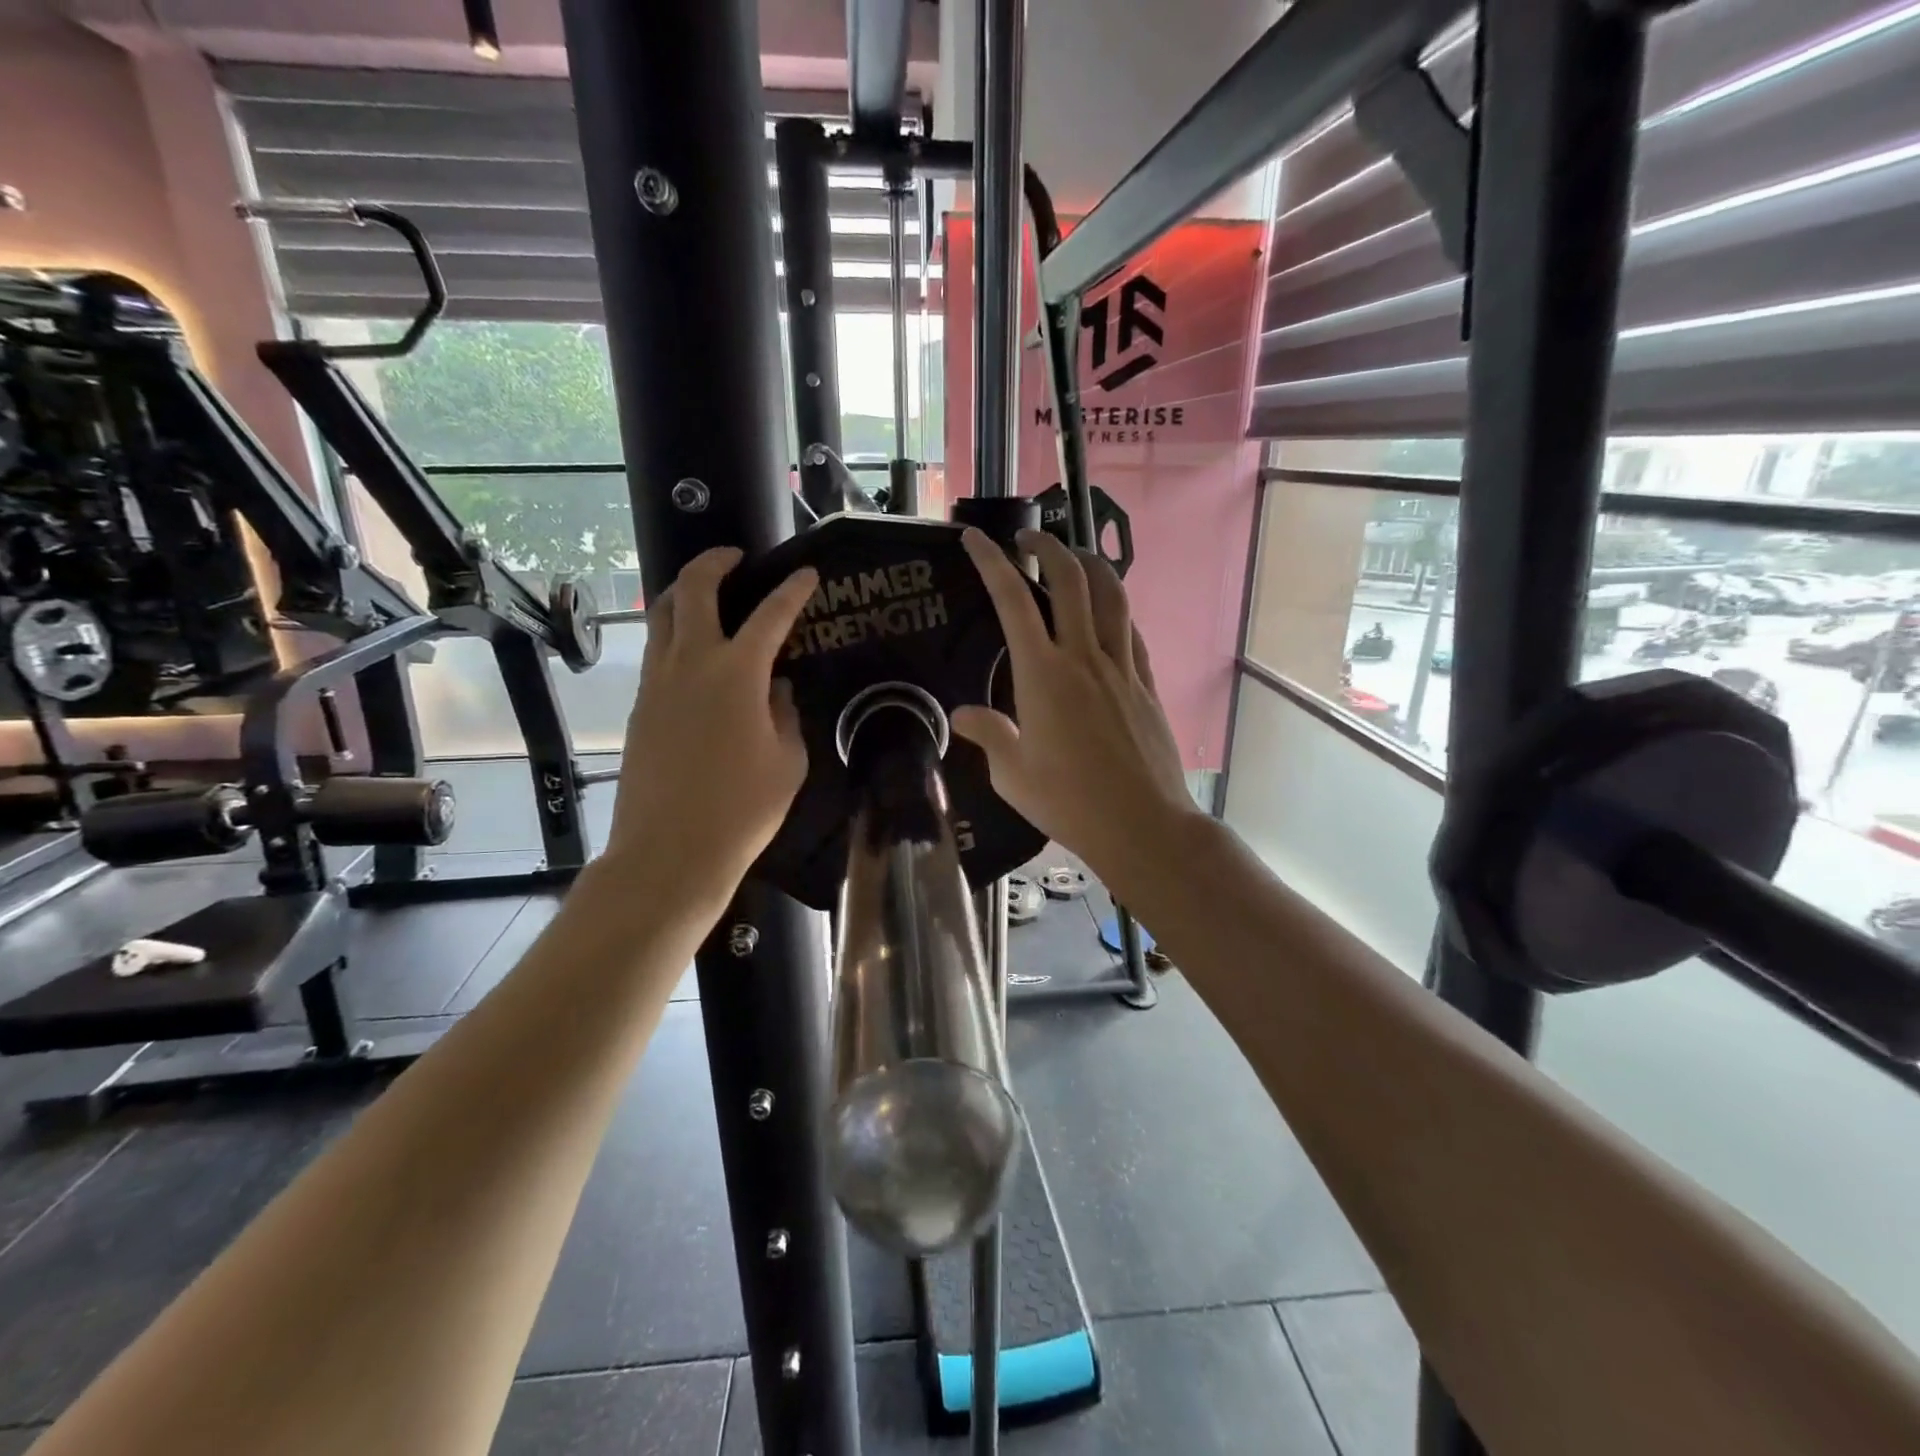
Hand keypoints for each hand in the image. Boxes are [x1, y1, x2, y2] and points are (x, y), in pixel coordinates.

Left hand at [604, 547, 818, 893]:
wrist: (670, 851)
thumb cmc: (743, 809)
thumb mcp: (787, 761)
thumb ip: (786, 714)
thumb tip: (777, 689)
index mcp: (737, 673)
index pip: (770, 615)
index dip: (792, 591)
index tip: (806, 574)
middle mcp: (691, 663)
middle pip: (693, 590)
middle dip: (715, 563)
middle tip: (736, 558)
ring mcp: (657, 683)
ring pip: (663, 616)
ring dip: (685, 593)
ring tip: (707, 594)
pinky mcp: (639, 706)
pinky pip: (657, 653)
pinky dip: (675, 635)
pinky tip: (695, 656)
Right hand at [955, 528, 1198, 882]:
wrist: (1142, 824)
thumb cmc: (1069, 802)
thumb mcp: (1012, 775)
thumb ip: (988, 735)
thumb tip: (962, 714)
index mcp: (1042, 675)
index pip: (1012, 600)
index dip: (991, 562)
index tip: (975, 538)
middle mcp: (1084, 657)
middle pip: (1070, 579)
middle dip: (1047, 546)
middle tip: (1027, 540)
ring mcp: (1122, 667)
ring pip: (1111, 595)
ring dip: (1089, 565)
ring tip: (1072, 558)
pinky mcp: (1148, 683)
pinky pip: (1132, 631)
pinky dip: (1115, 610)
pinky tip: (1107, 616)